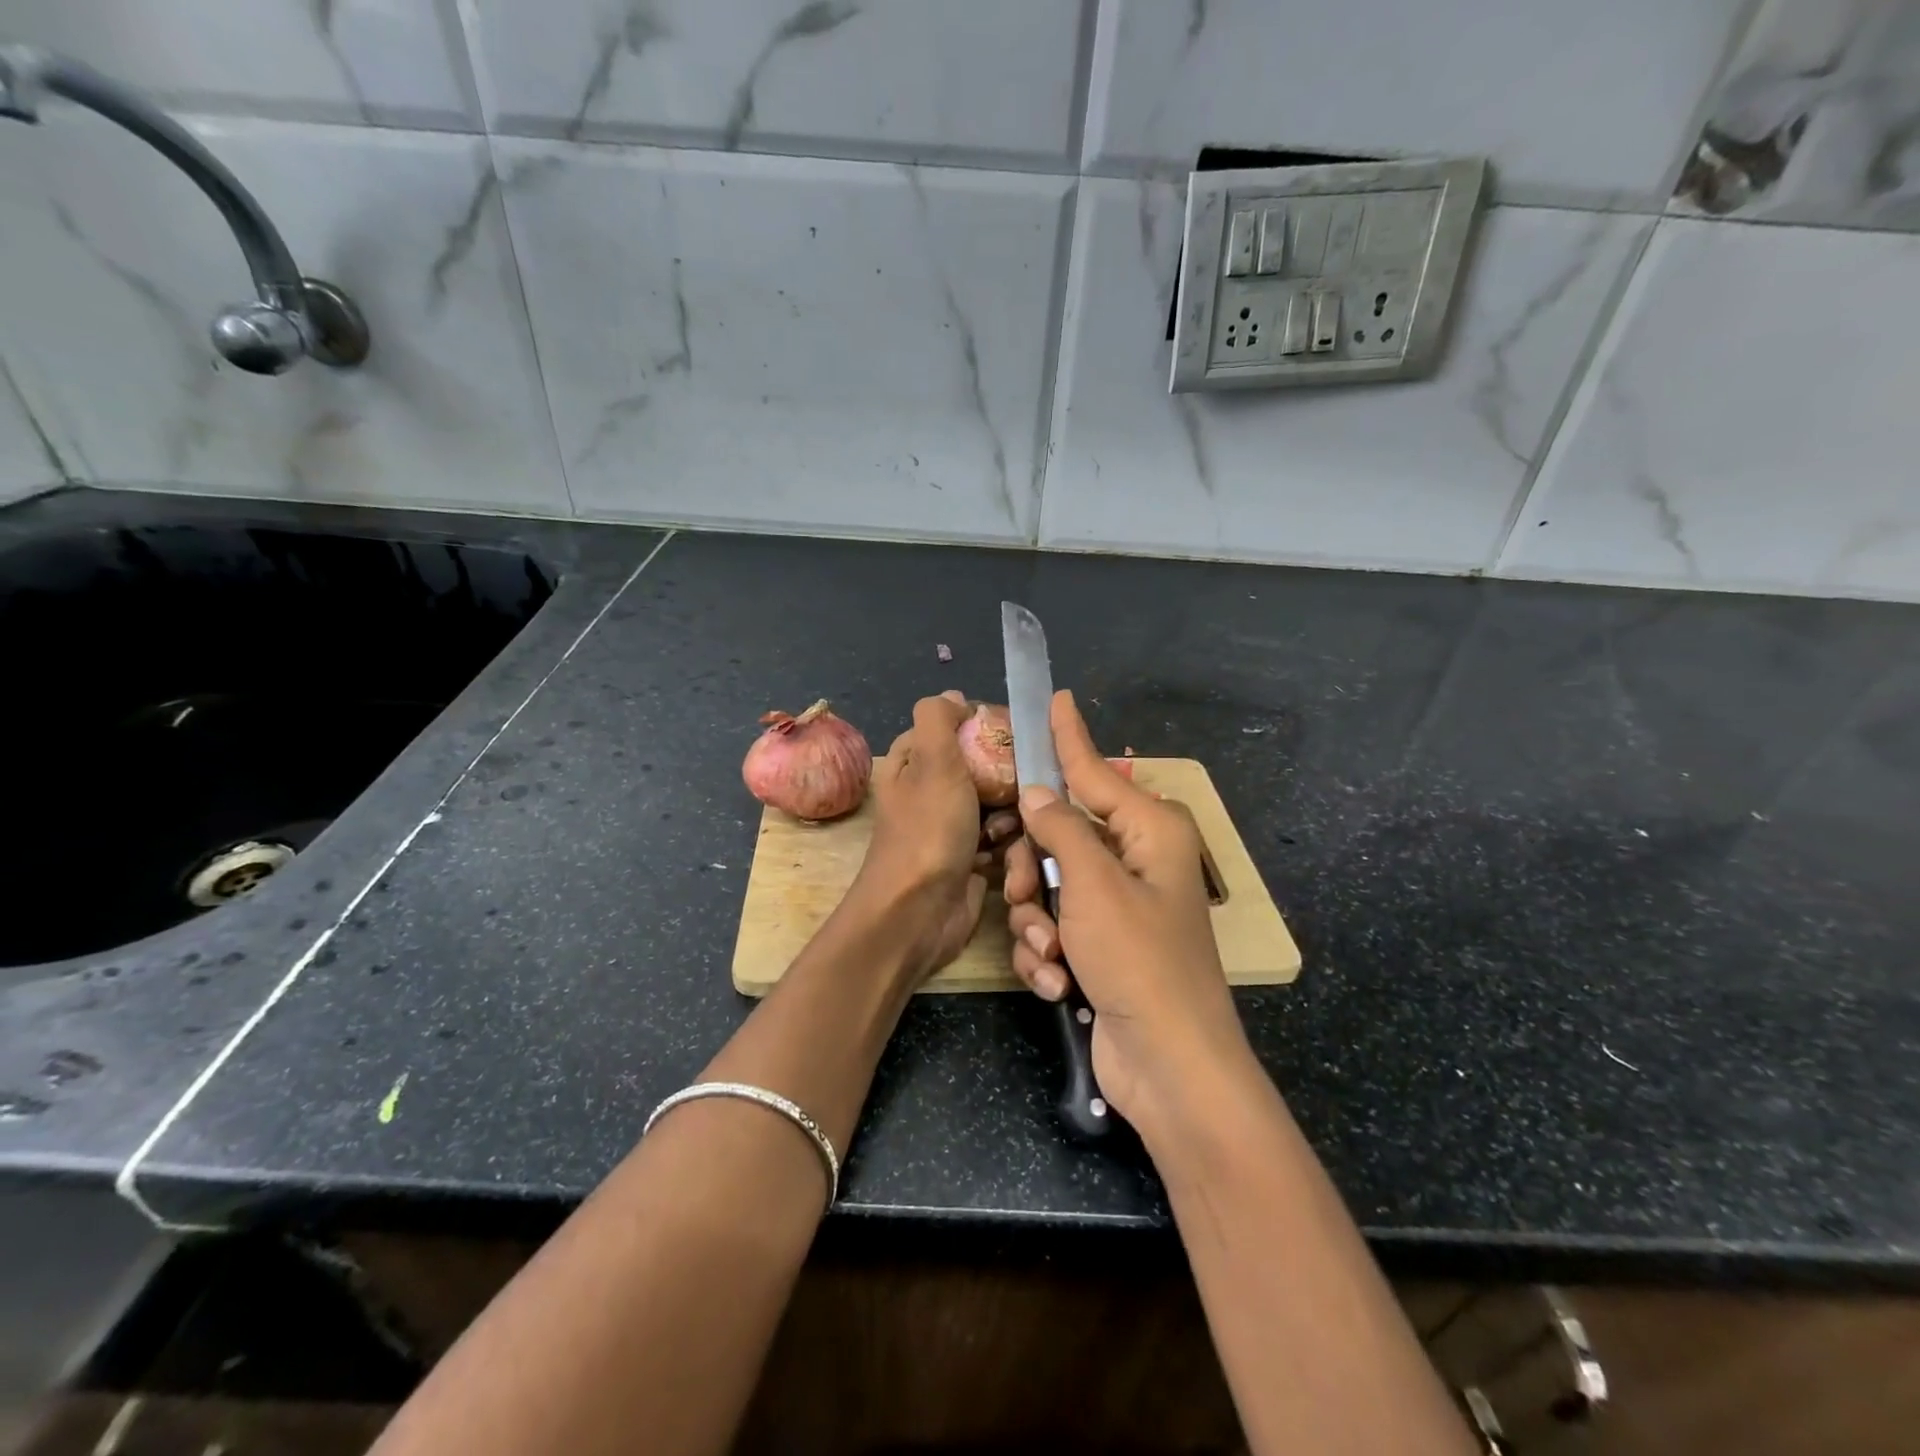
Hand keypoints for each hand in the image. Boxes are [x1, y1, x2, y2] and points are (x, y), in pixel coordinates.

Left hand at [849, 691, 1019, 984]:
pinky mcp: (969, 859)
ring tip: (1005, 832)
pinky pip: (1000, 839)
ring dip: (1009, 817)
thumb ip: (939, 720)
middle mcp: (930, 790)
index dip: (987, 728)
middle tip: (1019, 789)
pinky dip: (1007, 846)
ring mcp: (950, 827)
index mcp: (913, 762)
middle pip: (983, 767)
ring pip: (998, 804)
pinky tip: (1008, 857)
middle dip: (1006, 779)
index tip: (1019, 736)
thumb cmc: (927, 830)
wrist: (918, 913)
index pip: (956, 728)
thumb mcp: (932, 761)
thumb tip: (954, 697)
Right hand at [1003, 690, 1251, 1130]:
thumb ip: (1061, 827)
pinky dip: (1048, 954)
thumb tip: (1038, 790)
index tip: (1056, 697)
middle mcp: (1135, 859)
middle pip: (1058, 834)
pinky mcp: (1102, 944)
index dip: (1069, 736)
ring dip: (1037, 922)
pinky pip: (1055, 927)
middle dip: (1032, 870)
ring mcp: (1118, 905)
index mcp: (1149, 830)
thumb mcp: (1094, 884)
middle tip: (1026, 895)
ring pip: (1048, 885)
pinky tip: (1058, 982)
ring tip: (1050, 954)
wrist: (1169, 1066)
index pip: (1095, 770)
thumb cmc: (1139, 960)